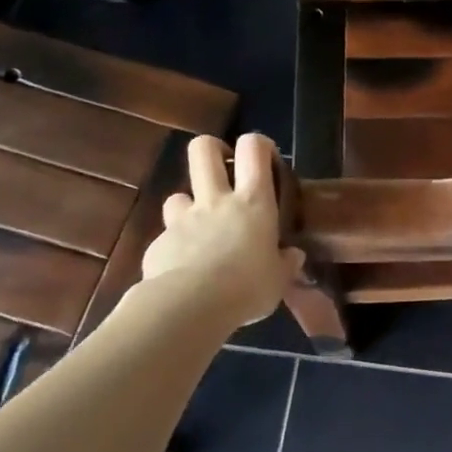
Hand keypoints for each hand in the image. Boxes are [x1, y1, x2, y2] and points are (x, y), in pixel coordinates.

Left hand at [138, 133, 303, 327]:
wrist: (188, 307)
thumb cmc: (246, 287)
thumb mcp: (278, 279)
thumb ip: (285, 263)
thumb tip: (293, 256)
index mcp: (253, 201)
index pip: (253, 149)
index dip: (258, 144)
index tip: (265, 158)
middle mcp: (216, 200)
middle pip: (203, 150)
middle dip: (212, 150)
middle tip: (223, 169)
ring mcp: (183, 219)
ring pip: (178, 195)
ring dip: (189, 206)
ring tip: (201, 230)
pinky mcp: (158, 244)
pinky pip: (166, 236)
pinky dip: (175, 247)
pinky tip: (183, 270)